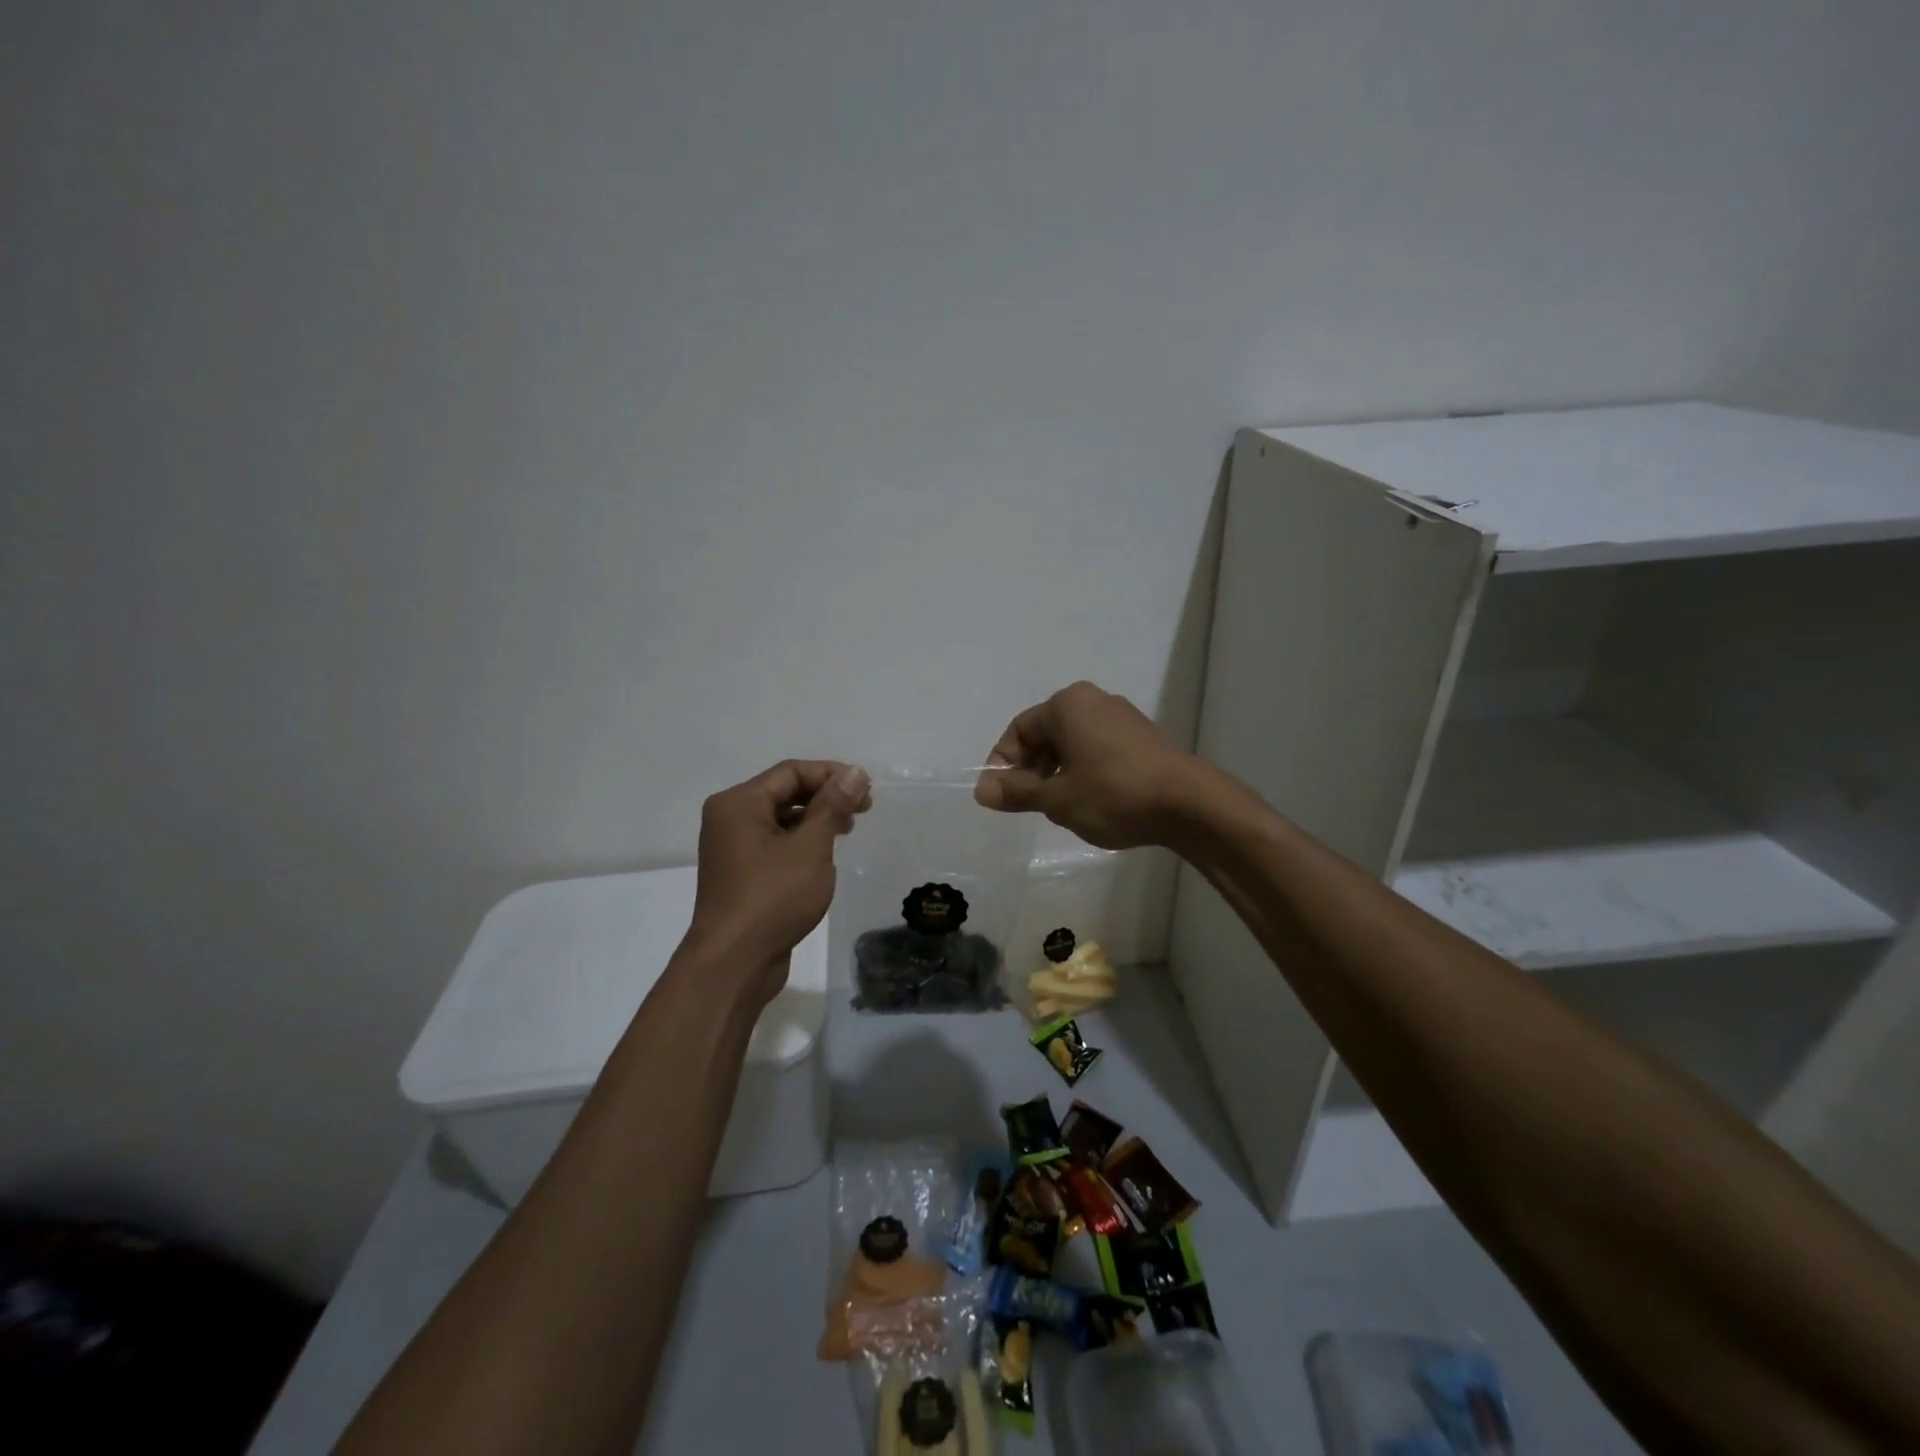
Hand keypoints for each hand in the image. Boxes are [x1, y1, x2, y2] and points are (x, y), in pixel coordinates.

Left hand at [686, 760, 869, 1001]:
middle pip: (784, 792)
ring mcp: (732, 848)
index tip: (866, 788)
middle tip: (865, 808)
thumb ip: (833, 806)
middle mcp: (730, 818)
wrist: (734, 962)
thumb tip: (855, 773)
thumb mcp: (811, 847)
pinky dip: (802, 841)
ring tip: (849, 829)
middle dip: (826, 796)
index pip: (791, 772)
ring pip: (781, 819)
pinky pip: (775, 843)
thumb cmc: (773, 897)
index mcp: (739, 803)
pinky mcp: (741, 873)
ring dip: (816, 819)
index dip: (831, 774)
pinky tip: (825, 854)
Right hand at [974, 681, 1196, 849]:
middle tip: (1026, 803)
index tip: (999, 795)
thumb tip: (981, 790)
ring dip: (1056, 772)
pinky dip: (1082, 769)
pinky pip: (1097, 747)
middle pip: (1046, 733)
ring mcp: (1122, 717)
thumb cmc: (1113, 794)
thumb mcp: (1057, 798)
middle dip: (1030, 768)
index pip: (1019, 729)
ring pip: (1072, 742)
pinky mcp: (1142, 737)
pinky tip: (1088, 800)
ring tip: (1057, 806)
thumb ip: (1017, 791)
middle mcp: (1094, 700)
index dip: (1002, 762)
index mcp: (1067, 705)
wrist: (1188, 804)